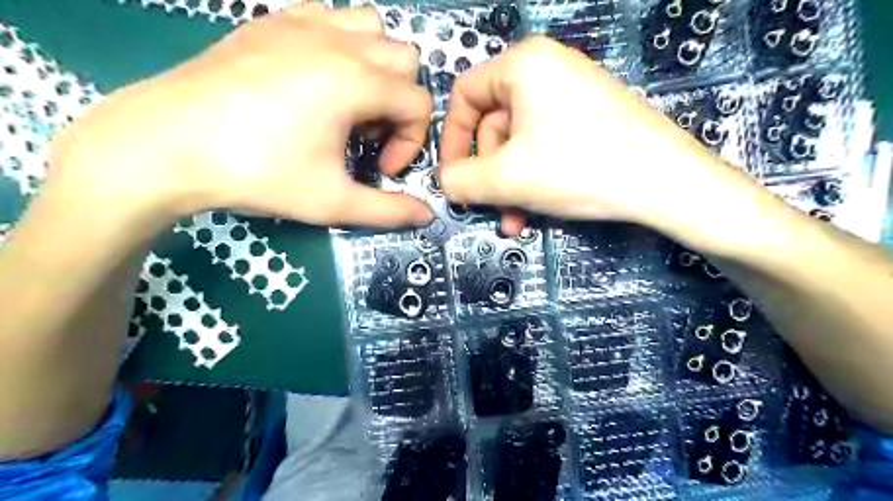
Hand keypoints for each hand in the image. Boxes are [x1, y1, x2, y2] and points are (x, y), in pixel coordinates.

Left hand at [50, 5, 434, 226]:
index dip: (412, 142)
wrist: (165, 145)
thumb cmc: (258, 173)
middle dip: (400, 103)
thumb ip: (389, 210)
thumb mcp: (332, 202)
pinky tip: (317, 78)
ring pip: (372, 28)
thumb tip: (428, 216)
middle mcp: (338, 42)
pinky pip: (329, 17)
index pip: (419, 104)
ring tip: (349, 103)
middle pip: (406, 61)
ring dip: (377, 67)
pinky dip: (341, 44)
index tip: (382, 168)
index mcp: (356, 81)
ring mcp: (302, 23)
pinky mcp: (272, 21)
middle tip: (367, 137)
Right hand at [438, 37, 750, 239]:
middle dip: (489, 174)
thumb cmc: (579, 168)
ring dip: (510, 185)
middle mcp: (546, 69)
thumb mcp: (507, 178)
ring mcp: (571, 93)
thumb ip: (461, 180)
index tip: (454, 178)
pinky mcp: (588, 117)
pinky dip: (533, 177)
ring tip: (516, 219)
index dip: (452, 141)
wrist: (666, 183)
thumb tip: (444, 182)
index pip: (463, 97)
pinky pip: (544, 145)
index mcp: (522, 64)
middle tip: (491, 207)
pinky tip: (536, 209)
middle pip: (492, 125)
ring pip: (518, 143)